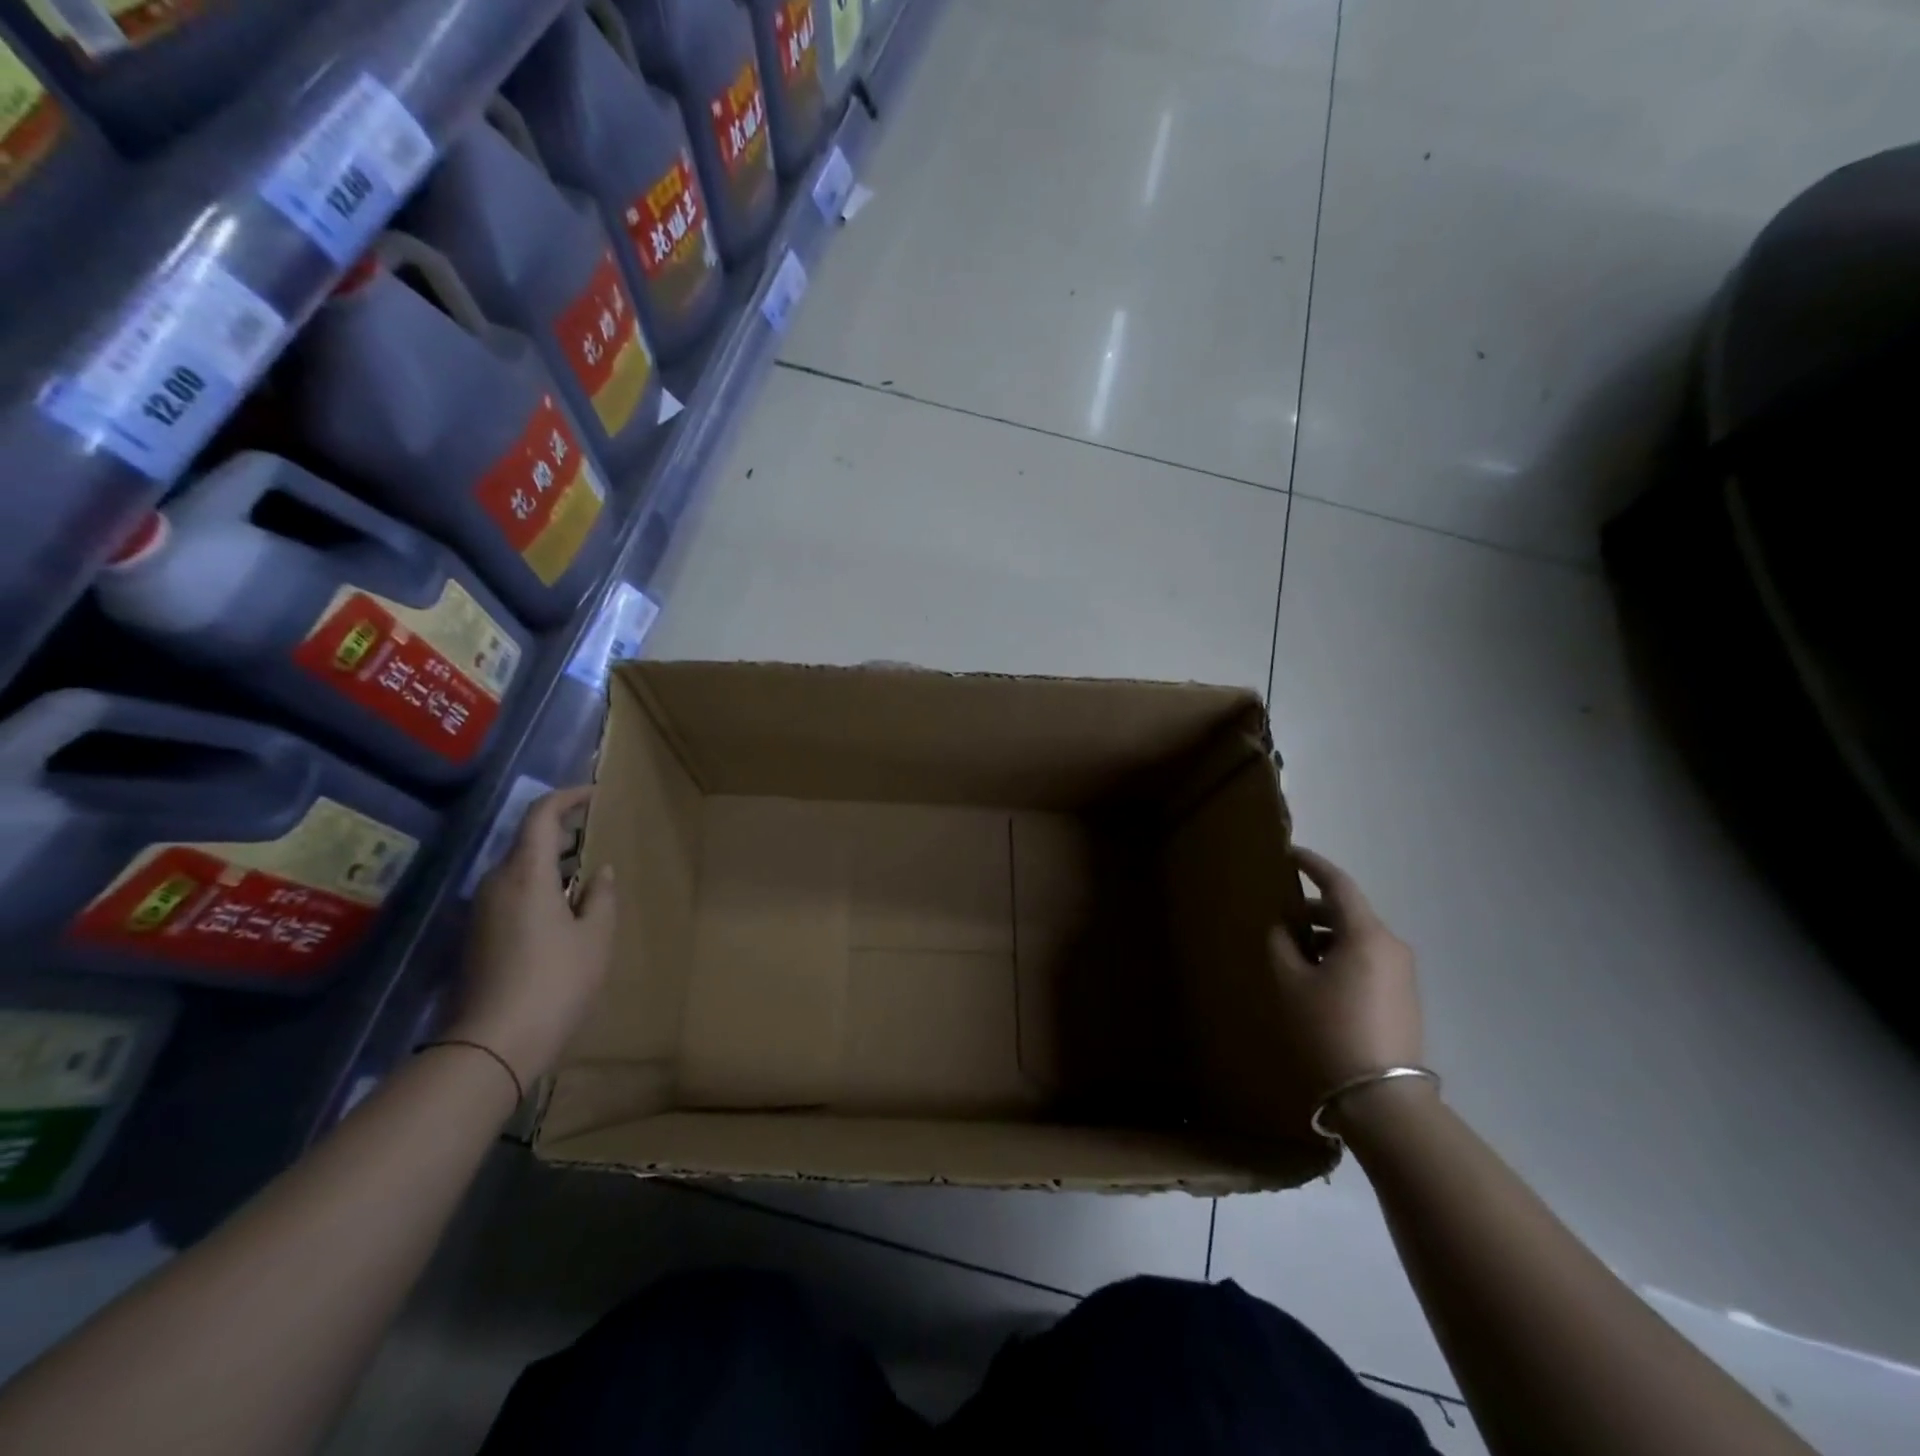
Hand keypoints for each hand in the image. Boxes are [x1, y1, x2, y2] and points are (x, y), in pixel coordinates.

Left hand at [450, 786, 615, 1086]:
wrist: (494, 1044)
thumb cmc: (556, 981)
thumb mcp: (595, 937)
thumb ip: (600, 897)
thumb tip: (599, 872)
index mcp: (526, 874)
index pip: (541, 816)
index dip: (567, 798)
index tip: (594, 794)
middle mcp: (495, 884)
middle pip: (525, 841)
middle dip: (560, 831)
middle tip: (593, 835)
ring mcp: (481, 911)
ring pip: (517, 870)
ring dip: (548, 862)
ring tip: (582, 873)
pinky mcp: (477, 935)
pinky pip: (510, 894)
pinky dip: (537, 887)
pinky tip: (561, 910)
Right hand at [1269, 847, 1424, 1105]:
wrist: (1382, 1099)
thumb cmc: (1328, 1029)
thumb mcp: (1291, 983)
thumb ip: (1281, 945)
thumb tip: (1283, 928)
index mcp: (1367, 935)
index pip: (1338, 885)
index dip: (1312, 865)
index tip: (1290, 853)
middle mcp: (1392, 946)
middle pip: (1349, 912)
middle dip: (1314, 909)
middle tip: (1280, 915)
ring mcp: (1403, 973)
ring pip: (1359, 938)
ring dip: (1327, 936)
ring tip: (1293, 952)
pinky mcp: (1404, 997)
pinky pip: (1369, 960)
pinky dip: (1342, 956)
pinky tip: (1317, 978)